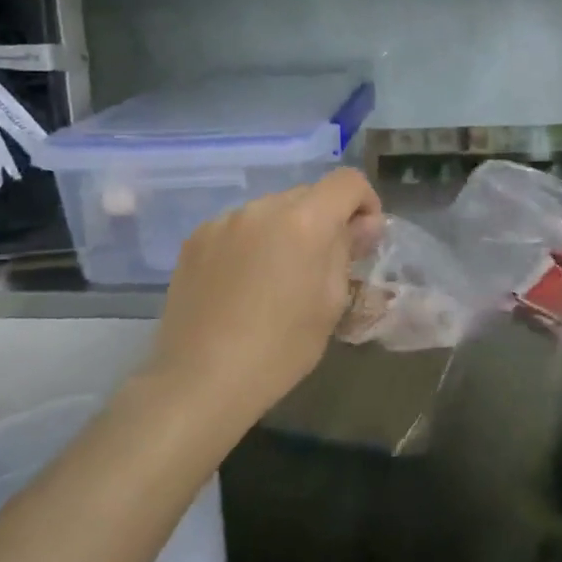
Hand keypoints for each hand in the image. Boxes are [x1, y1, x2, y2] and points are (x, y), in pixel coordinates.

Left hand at [149, 168, 383, 426]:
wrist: (200, 380)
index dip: (364, 202)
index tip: (362, 239)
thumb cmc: (281, 348)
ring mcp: (224, 220)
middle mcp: (263, 208)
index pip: (348, 181)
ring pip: (271, 211)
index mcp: (305, 221)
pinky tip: (243, 283)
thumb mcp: (331, 302)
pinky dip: (252, 243)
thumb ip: (347, 251)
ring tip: (277, 278)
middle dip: (324, 220)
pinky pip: (239, 227)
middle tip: (322, 265)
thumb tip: (363, 225)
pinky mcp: (196, 239)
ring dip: (286, 231)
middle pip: (308, 195)